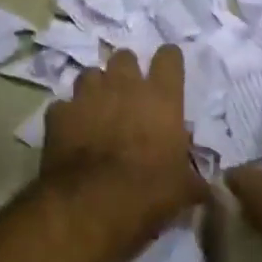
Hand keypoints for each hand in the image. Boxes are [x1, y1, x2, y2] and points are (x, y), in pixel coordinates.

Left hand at [40, 44, 205, 248]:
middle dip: (127, 71)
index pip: (169, 57)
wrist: (92, 204)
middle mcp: (124, 86)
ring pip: (90, 74)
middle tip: (129, 93)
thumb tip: (203, 186)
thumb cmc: (149, 191)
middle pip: (125, 57)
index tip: (168, 71)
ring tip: (98, 107)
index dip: (169, 61)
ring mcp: (87, 96)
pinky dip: (68, 115)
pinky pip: (64, 106)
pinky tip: (71, 131)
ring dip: (96, 87)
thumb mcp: (183, 189)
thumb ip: (192, 178)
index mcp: (162, 97)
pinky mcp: (58, 114)